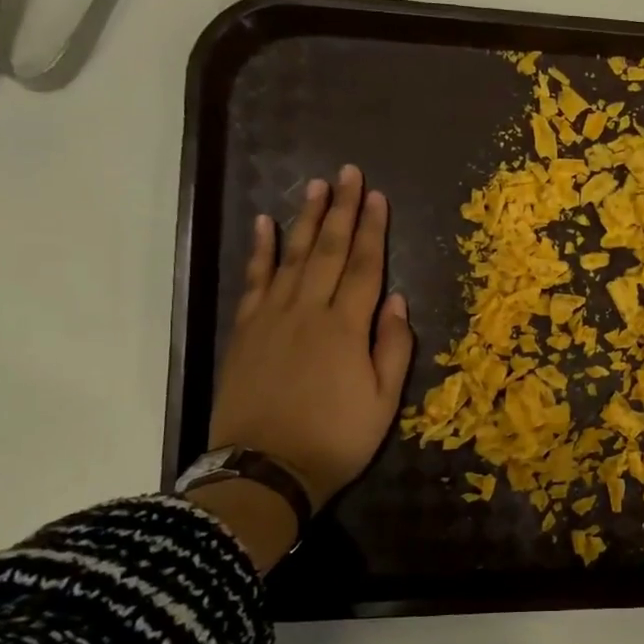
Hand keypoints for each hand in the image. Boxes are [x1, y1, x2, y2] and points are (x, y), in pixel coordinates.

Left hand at [208, 165, 413, 511]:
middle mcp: (309, 310)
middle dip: (343, 210)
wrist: (265, 470)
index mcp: (347, 327)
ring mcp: (273, 317)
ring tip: (316, 187)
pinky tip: (263, 225)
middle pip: (330, 250)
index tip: (377, 196)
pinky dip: (260, 250)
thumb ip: (393, 347)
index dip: (374, 229)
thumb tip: (398, 301)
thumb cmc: (336, 439)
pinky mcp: (246, 330)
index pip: (366, 266)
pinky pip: (255, 280)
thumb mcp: (384, 402)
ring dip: (306, 219)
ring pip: (293, 256)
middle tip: (348, 173)